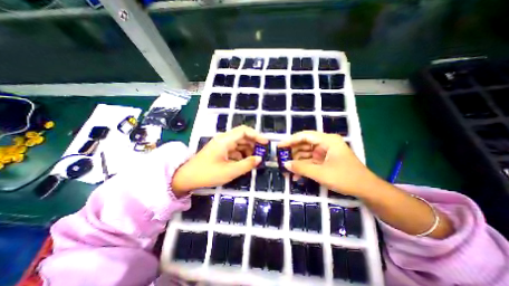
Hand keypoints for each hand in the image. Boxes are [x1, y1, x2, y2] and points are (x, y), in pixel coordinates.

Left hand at [172, 125, 267, 193]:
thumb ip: (247, 164)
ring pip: (239, 143)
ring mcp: (221, 145)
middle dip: (253, 144)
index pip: (244, 131)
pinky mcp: (220, 151)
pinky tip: (245, 162)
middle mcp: (224, 139)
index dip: (256, 135)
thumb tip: (260, 159)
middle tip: (262, 153)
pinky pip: (234, 150)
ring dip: (248, 150)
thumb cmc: (207, 174)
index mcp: (225, 140)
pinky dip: (241, 155)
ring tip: (255, 159)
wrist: (186, 178)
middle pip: (242, 136)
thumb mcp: (230, 171)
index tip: (265, 143)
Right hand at [278, 131, 376, 196]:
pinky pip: (311, 161)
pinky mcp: (325, 160)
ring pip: (306, 154)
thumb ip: (302, 168)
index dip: (290, 140)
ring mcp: (325, 152)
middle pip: (304, 144)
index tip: (279, 146)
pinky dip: (304, 167)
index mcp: (327, 140)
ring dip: (297, 162)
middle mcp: (325, 143)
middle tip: (281, 160)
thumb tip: (285, 164)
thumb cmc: (345, 178)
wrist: (367, 190)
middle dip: (293, 153)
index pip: (305, 136)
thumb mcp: (321, 173)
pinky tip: (297, 176)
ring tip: (287, 171)